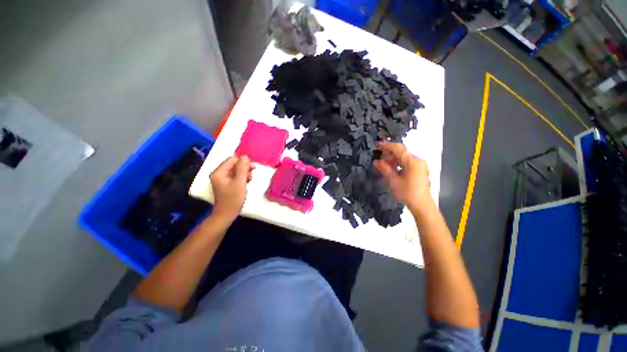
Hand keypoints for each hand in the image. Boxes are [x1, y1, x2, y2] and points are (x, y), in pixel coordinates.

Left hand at [210, 155, 253, 221]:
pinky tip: (247, 182)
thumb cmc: (233, 198)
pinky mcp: (226, 184)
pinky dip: (242, 178)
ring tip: (249, 180)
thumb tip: (245, 156)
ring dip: (244, 173)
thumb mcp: (239, 182)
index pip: (232, 160)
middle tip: (252, 174)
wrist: (227, 214)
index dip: (243, 162)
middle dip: (244, 168)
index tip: (252, 168)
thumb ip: (242, 168)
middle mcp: (219, 173)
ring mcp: (222, 179)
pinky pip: (235, 176)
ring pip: (236, 170)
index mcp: (219, 172)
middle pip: (234, 164)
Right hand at [373, 142, 432, 213]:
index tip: (376, 145)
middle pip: (401, 152)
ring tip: (383, 166)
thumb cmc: (407, 193)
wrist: (422, 205)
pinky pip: (407, 162)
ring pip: (404, 157)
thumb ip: (384, 169)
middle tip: (378, 160)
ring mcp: (420, 165)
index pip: (398, 148)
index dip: (386, 145)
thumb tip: (376, 161)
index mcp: (412, 161)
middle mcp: (418, 160)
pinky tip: (392, 169)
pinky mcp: (419, 169)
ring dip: (393, 159)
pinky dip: (398, 163)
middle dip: (389, 154)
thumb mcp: (393, 181)